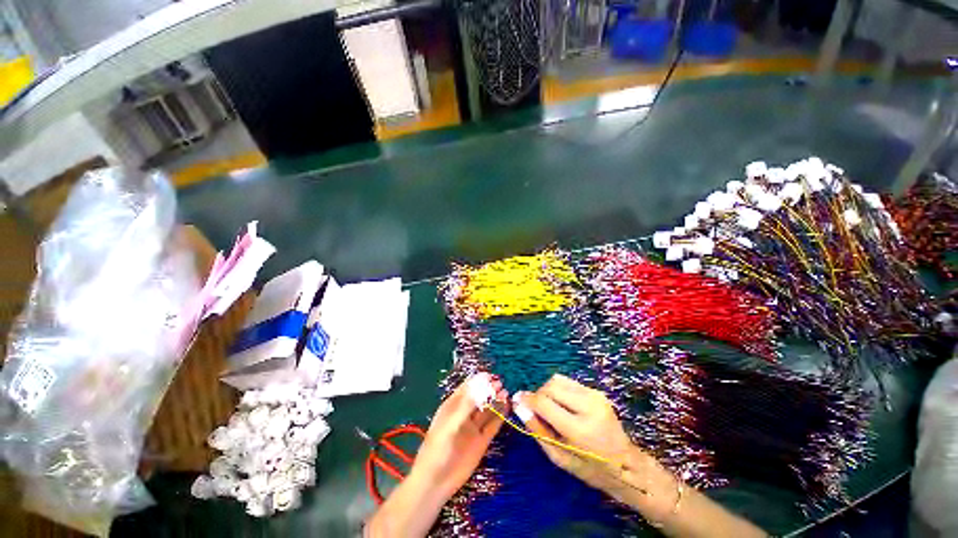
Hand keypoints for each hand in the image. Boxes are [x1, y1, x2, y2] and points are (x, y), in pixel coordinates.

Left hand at [410, 373, 507, 499]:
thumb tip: (479, 386)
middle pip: (479, 397)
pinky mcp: (482, 440)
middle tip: (500, 384)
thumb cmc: (438, 448)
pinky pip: (493, 424)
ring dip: (496, 401)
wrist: (436, 482)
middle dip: (489, 389)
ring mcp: (474, 427)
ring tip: (506, 393)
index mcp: (452, 406)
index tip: (490, 375)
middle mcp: (464, 414)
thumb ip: (465, 405)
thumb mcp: (450, 424)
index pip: (466, 388)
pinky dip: (500, 415)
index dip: (477, 381)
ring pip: (487, 410)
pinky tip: (507, 407)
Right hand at [516, 374, 678, 518]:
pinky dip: (558, 390)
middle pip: (550, 386)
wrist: (627, 465)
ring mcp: (595, 395)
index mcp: (580, 428)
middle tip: (537, 410)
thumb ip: (537, 429)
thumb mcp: (559, 457)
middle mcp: (589, 406)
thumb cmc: (590, 468)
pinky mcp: (596, 391)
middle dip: (538, 395)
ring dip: (548, 391)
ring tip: (551, 408)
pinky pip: (568, 382)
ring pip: (557, 379)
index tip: (516, 400)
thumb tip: (518, 405)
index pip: (544, 402)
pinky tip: (563, 405)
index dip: (527, 399)